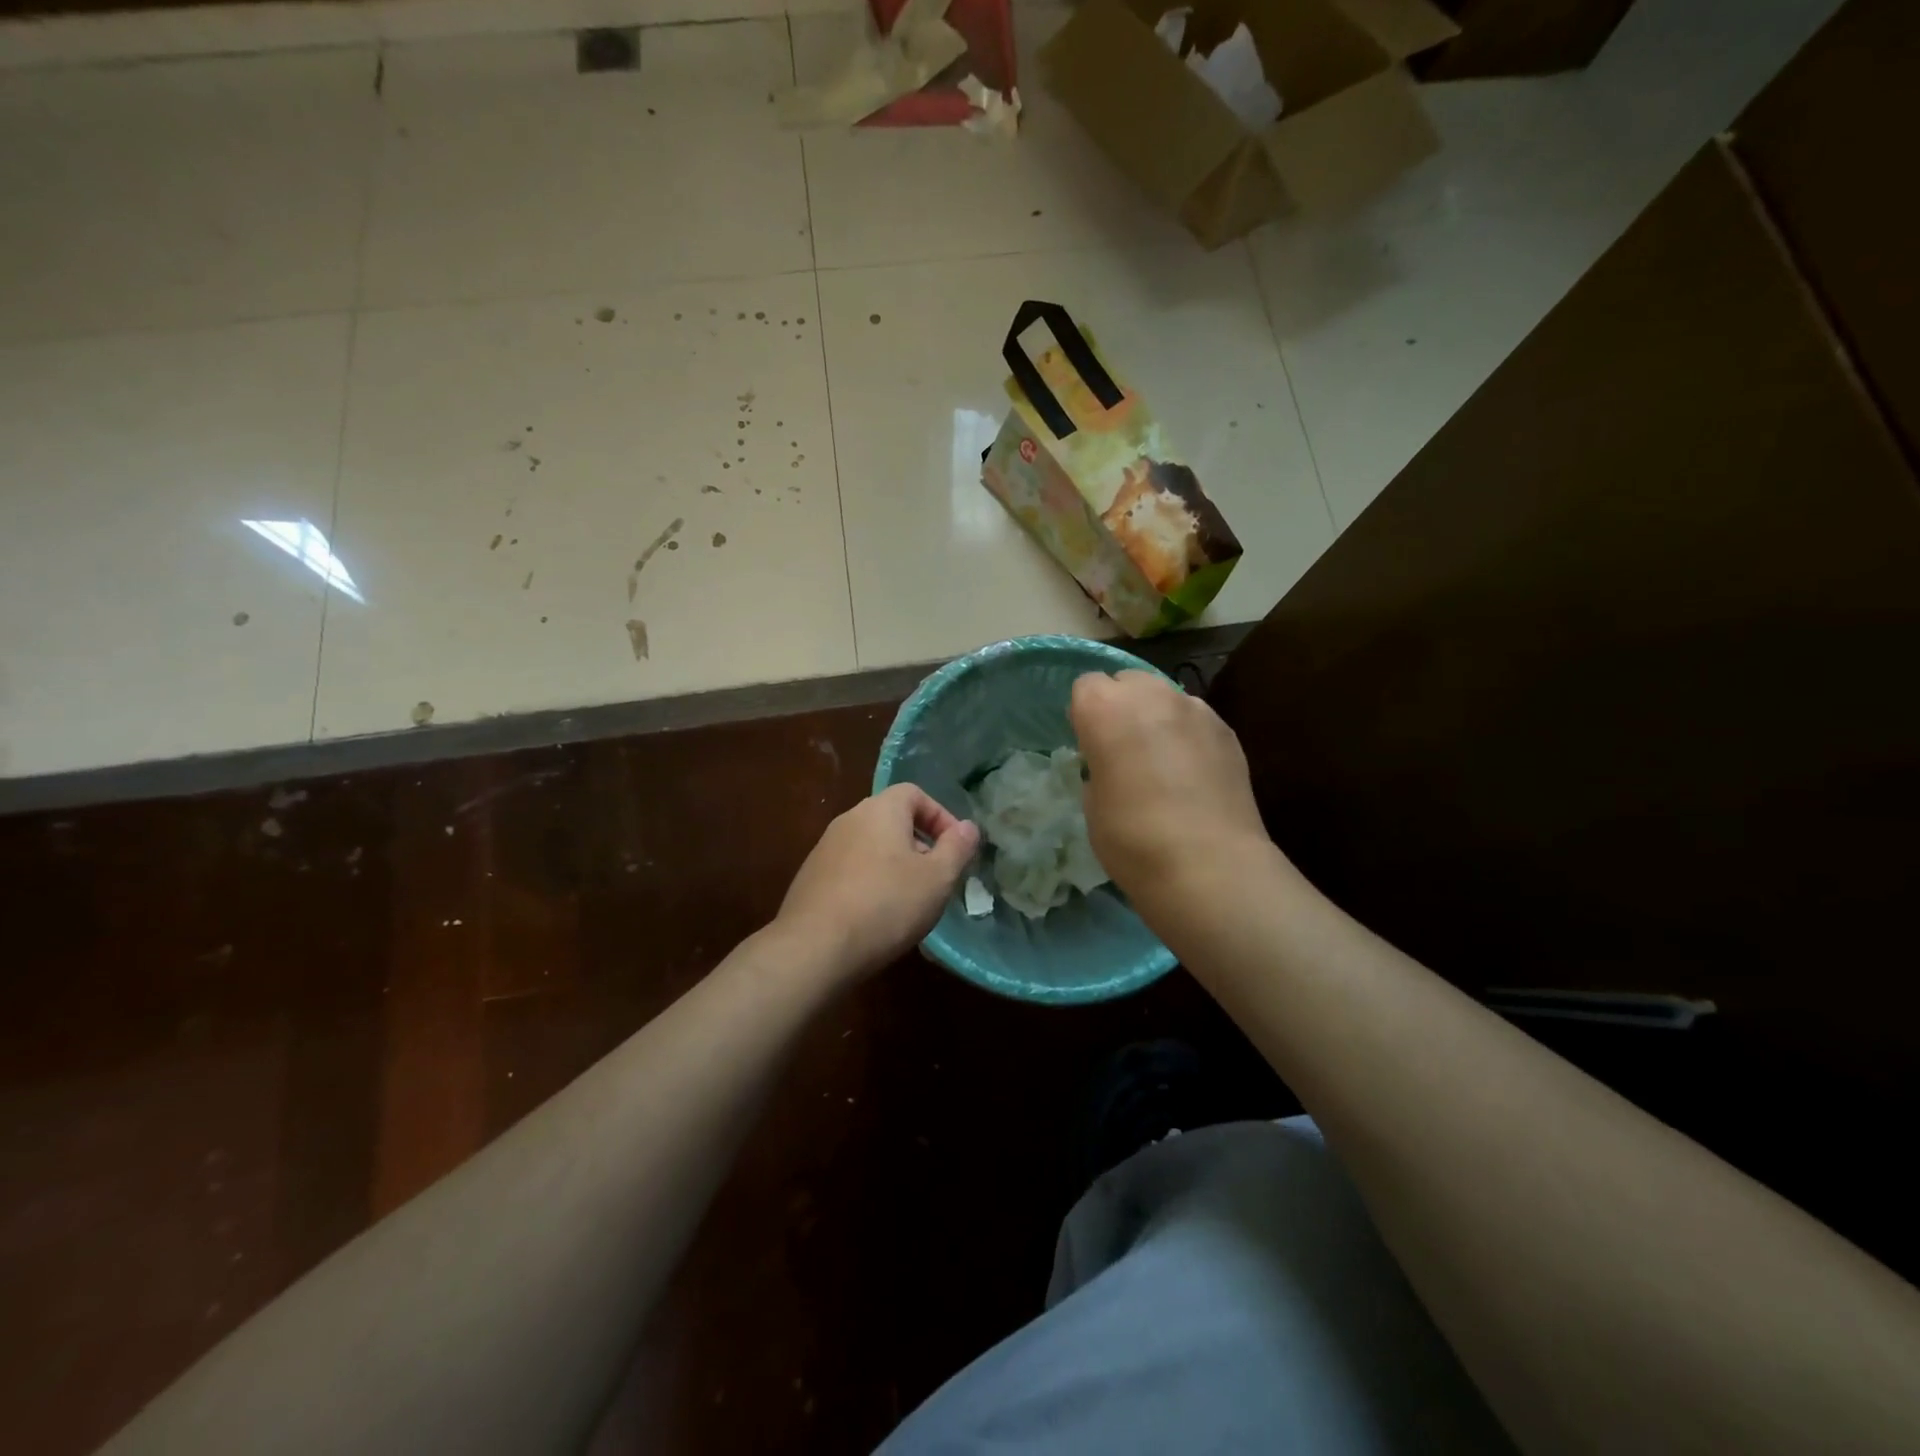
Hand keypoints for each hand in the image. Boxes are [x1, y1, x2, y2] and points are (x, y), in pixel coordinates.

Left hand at [776, 783, 979, 980]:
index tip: (955, 849)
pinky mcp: (810, 878)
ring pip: (871, 846)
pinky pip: (850, 869)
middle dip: (919, 844)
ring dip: (894, 865)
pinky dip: (869, 882)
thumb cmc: (886, 905)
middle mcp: (849, 819)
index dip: (940, 816)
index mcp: (880, 810)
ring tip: (909, 901)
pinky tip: (876, 916)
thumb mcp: (937, 878)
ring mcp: (825, 848)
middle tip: (936, 877)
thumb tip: (969, 827)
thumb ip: (957, 848)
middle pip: (892, 819)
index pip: (915, 793)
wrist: (815, 947)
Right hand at [1071, 670, 1270, 903]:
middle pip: (1128, 681)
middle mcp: (1151, 695)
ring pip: (1165, 697)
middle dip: (1122, 706)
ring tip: (1161, 762)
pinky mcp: (1226, 730)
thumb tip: (1112, 763)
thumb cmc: (1132, 838)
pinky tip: (1191, 774)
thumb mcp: (1092, 803)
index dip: (1085, 715)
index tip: (1089, 747)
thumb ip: (1098, 766)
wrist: (1209, 865)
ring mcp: (1195, 709)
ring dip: (1156, 718)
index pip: (1085, 686)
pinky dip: (1187, 735)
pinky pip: (1195, 719)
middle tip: (1123, 749)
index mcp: (1105, 708)